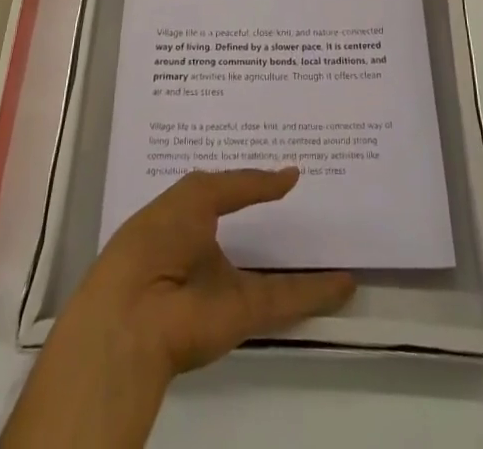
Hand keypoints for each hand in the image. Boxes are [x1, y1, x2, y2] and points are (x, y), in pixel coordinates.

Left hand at [0, 169, 354, 448]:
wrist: (137, 311)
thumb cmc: (158, 236)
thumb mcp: (198, 193)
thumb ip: (245, 183)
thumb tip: (289, 175)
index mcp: (186, 219)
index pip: (224, 194)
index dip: (250, 182)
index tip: (282, 168)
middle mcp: (207, 252)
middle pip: (249, 234)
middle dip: (277, 222)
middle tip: (317, 201)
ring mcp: (227, 285)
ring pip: (273, 272)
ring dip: (303, 263)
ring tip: (338, 242)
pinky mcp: (246, 314)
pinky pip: (286, 298)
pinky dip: (317, 292)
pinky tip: (345, 281)